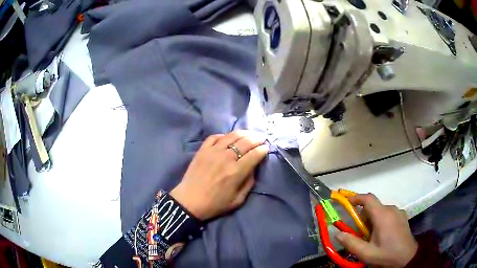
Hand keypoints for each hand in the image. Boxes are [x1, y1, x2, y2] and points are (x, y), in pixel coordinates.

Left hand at [170, 130, 268, 220]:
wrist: (189, 201)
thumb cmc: (215, 204)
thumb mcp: (238, 200)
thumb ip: (249, 183)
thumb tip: (253, 168)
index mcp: (236, 172)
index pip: (255, 154)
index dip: (263, 150)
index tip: (266, 148)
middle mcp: (226, 158)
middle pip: (246, 142)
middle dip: (257, 138)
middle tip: (262, 138)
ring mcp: (213, 151)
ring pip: (232, 136)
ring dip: (244, 133)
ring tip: (250, 134)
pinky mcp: (202, 150)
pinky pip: (215, 137)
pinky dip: (224, 135)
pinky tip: (228, 138)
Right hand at [335, 194, 417, 266]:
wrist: (407, 258)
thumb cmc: (386, 255)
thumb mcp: (366, 253)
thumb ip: (351, 243)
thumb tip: (337, 233)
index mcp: (383, 215)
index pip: (368, 198)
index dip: (356, 198)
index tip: (346, 203)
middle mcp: (391, 209)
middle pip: (373, 207)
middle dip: (363, 217)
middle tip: (360, 234)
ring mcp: (398, 212)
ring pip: (380, 211)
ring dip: (372, 220)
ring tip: (372, 237)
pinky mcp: (402, 216)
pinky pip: (388, 214)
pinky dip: (381, 220)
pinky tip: (383, 235)